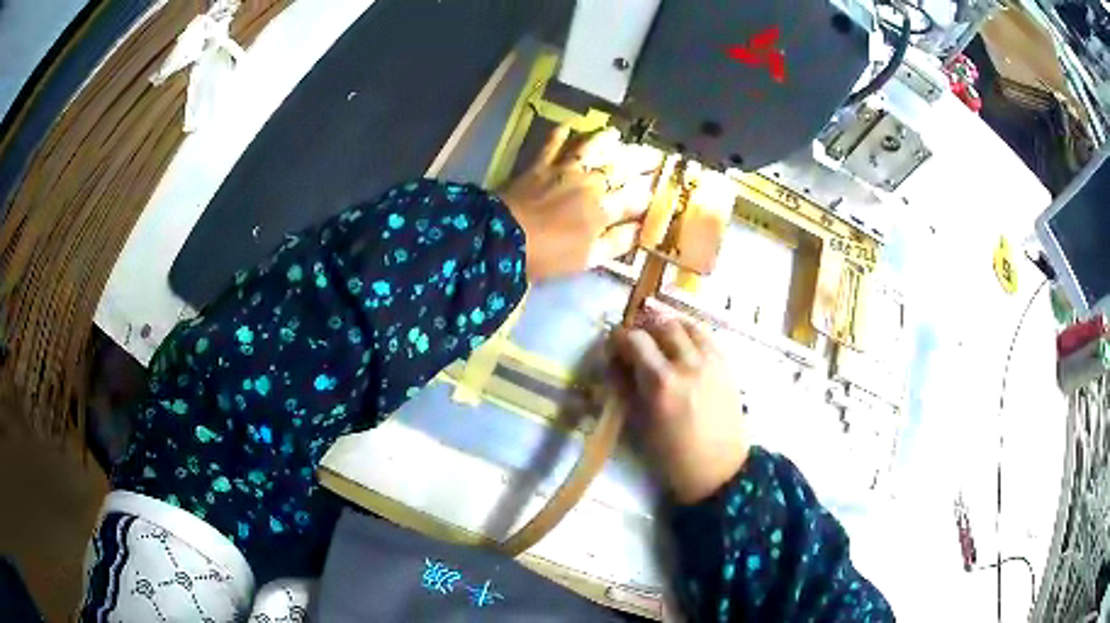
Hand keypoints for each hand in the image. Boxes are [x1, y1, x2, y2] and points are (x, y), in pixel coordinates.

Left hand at [499, 125, 650, 281]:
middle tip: (653, 153)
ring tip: (616, 133)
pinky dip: (560, 134)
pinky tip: (567, 125)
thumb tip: (639, 231)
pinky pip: (551, 144)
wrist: (504, 237)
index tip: (657, 189)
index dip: (647, 195)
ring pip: (591, 148)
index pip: (633, 199)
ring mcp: (564, 170)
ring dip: (605, 139)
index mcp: (603, 210)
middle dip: (639, 160)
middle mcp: (590, 183)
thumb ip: (616, 243)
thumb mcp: (588, 259)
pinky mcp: (539, 165)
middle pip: (619, 168)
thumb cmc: (549, 255)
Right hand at [611, 319, 749, 504]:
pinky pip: (707, 337)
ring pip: (687, 325)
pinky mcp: (727, 365)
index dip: (619, 338)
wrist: (717, 469)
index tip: (614, 346)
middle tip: (637, 341)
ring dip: (669, 327)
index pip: (635, 340)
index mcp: (661, 383)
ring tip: (661, 340)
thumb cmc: (671, 455)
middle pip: (662, 325)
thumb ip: (626, 386)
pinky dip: (691, 336)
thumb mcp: (639, 423)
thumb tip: (615, 361)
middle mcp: (688, 364)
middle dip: (645, 328)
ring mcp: (711, 362)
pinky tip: (684, 349)